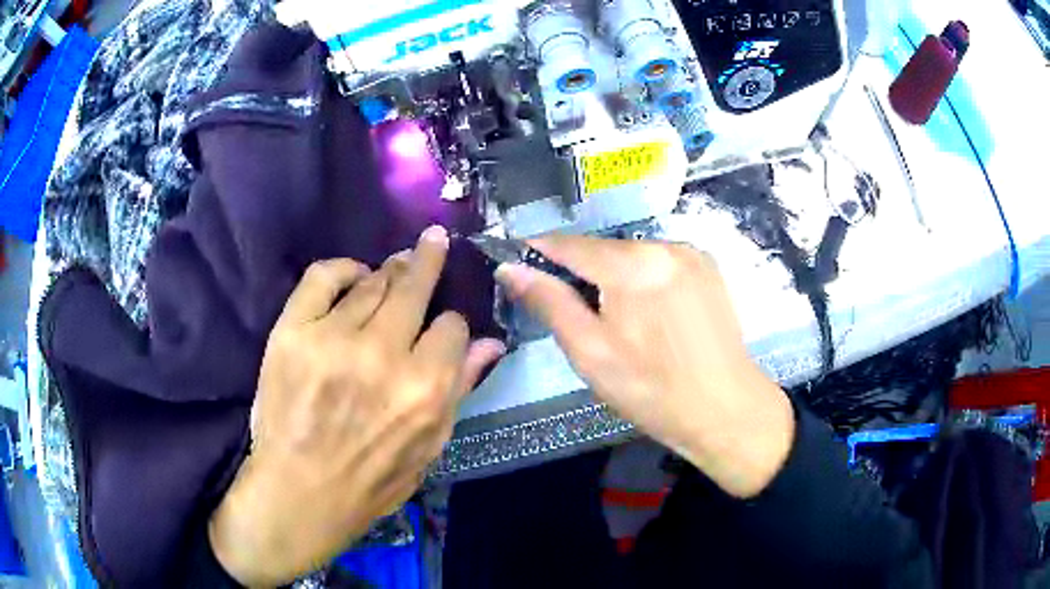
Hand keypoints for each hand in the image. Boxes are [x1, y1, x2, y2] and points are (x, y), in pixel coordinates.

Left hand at [209, 226, 504, 586]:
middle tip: (433, 240)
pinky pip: (324, 276)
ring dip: (390, 271)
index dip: (451, 325)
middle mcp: (383, 356)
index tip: (441, 327)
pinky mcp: (293, 332)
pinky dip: (343, 268)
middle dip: (428, 259)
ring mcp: (333, 339)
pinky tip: (353, 273)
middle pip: (415, 287)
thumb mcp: (430, 447)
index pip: (452, 326)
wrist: (300, 492)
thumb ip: (461, 389)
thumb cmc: (372, 481)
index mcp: (425, 390)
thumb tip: (491, 341)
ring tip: (395, 267)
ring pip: (374, 282)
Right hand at [496, 237, 793, 498]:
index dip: (537, 252)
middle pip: (602, 249)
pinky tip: (648, 315)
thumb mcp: (591, 353)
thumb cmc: (652, 390)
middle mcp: (663, 246)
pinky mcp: (708, 268)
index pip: (569, 244)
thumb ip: (550, 303)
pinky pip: (659, 263)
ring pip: (631, 256)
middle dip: (579, 272)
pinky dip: (642, 280)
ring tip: (615, 320)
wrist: (726, 409)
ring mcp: (691, 254)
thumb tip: (511, 269)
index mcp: (632, 266)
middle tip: (571, 312)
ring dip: (612, 276)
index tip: (515, 265)